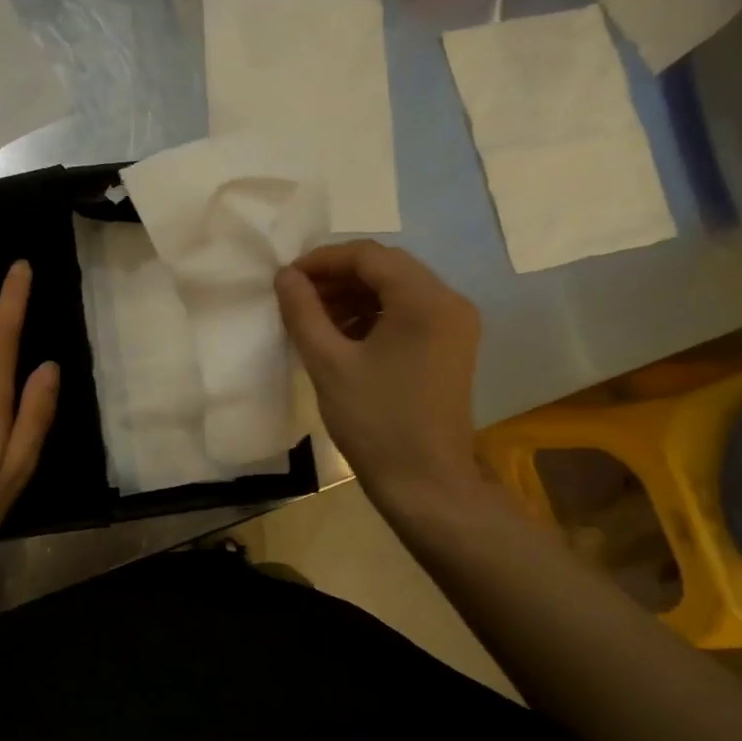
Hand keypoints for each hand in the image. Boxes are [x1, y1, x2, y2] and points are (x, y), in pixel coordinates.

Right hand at [275, 241, 481, 509]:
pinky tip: (343, 336)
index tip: (287, 278)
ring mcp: (456, 326)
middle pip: (387, 269)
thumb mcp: (329, 364)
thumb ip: (303, 312)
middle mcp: (449, 301)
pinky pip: (409, 314)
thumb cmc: (375, 423)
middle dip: (338, 277)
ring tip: (314, 318)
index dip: (323, 260)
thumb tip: (285, 276)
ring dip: (354, 296)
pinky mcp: (452, 347)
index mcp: (425, 300)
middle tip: (297, 297)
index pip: (369, 255)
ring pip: (398, 290)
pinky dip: (374, 316)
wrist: (426, 485)